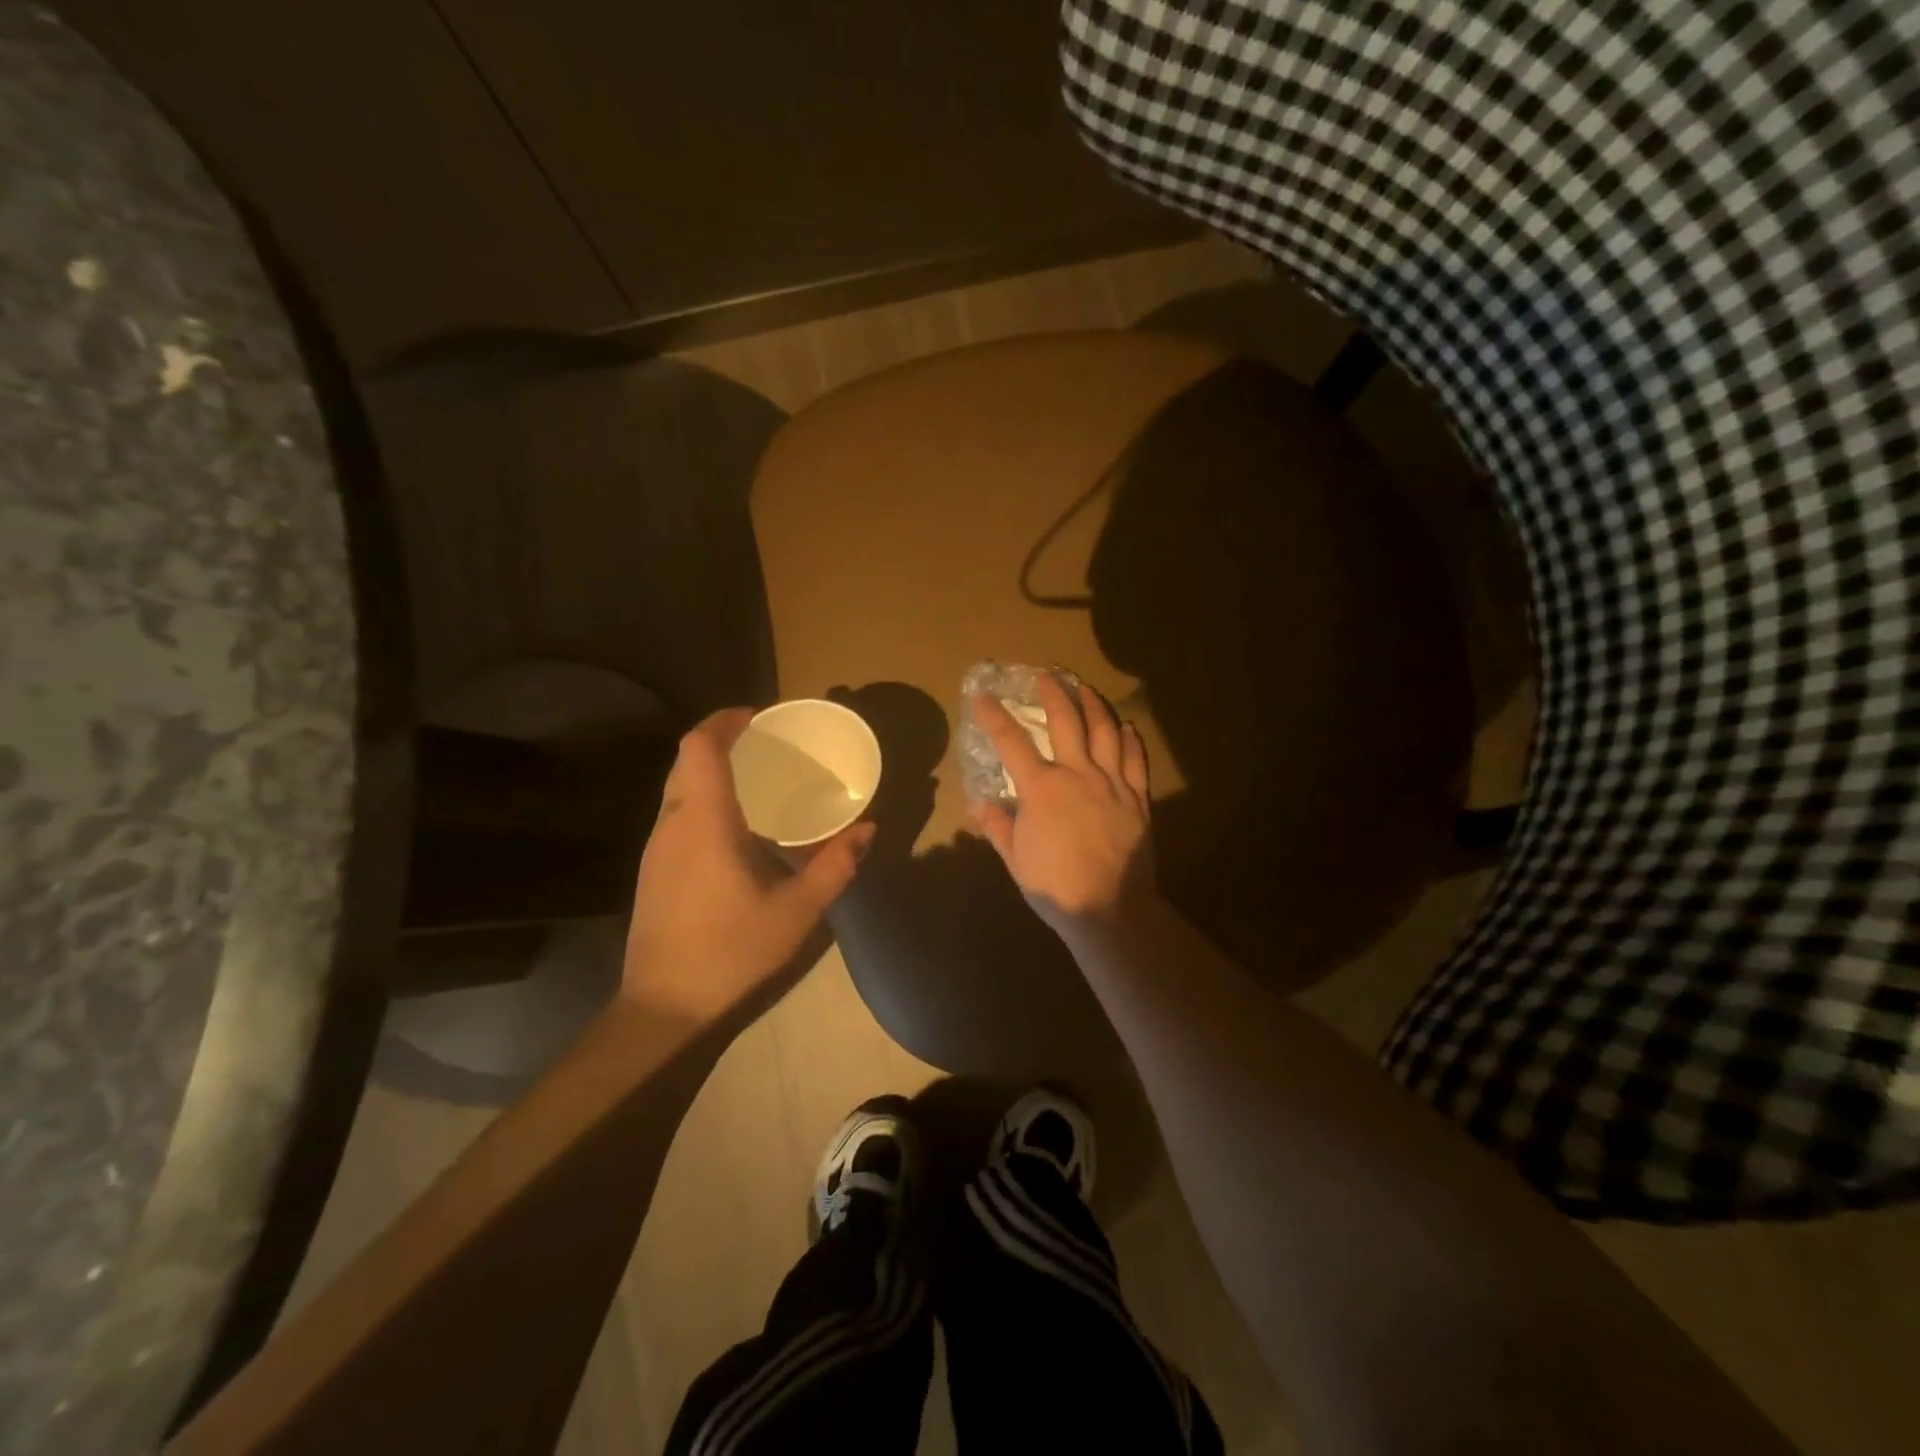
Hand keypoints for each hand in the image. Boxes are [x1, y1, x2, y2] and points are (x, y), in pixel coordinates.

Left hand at [623, 708, 874, 1026]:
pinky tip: (737, 825)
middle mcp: (672, 822)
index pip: (700, 745)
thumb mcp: (798, 911)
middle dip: (723, 739)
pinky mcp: (652, 867)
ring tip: (758, 779)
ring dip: (712, 769)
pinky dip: (704, 797)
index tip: (761, 716)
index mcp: (704, 821)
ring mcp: (656, 846)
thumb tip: (868, 829)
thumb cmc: (732, 952)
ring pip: (678, 784)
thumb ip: (836, 865)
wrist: (663, 1007)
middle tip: (768, 744)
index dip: (726, 719)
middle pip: (686, 758)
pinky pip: (677, 811)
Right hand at [968, 674, 1157, 934]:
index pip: (1011, 742)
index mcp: (1041, 788)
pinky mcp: (1137, 797)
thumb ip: (997, 826)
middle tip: (1046, 675)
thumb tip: (978, 805)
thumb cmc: (1055, 886)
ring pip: (1105, 730)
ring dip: (1093, 704)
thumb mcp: (1015, 859)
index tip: (981, 695)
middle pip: (1066, 721)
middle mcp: (1077, 774)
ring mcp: (1111, 783)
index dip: (993, 715)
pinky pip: (1135, 758)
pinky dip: (1129, 737)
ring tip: (1085, 687)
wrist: (1110, 908)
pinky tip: (1125, 725)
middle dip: (1053, 692)